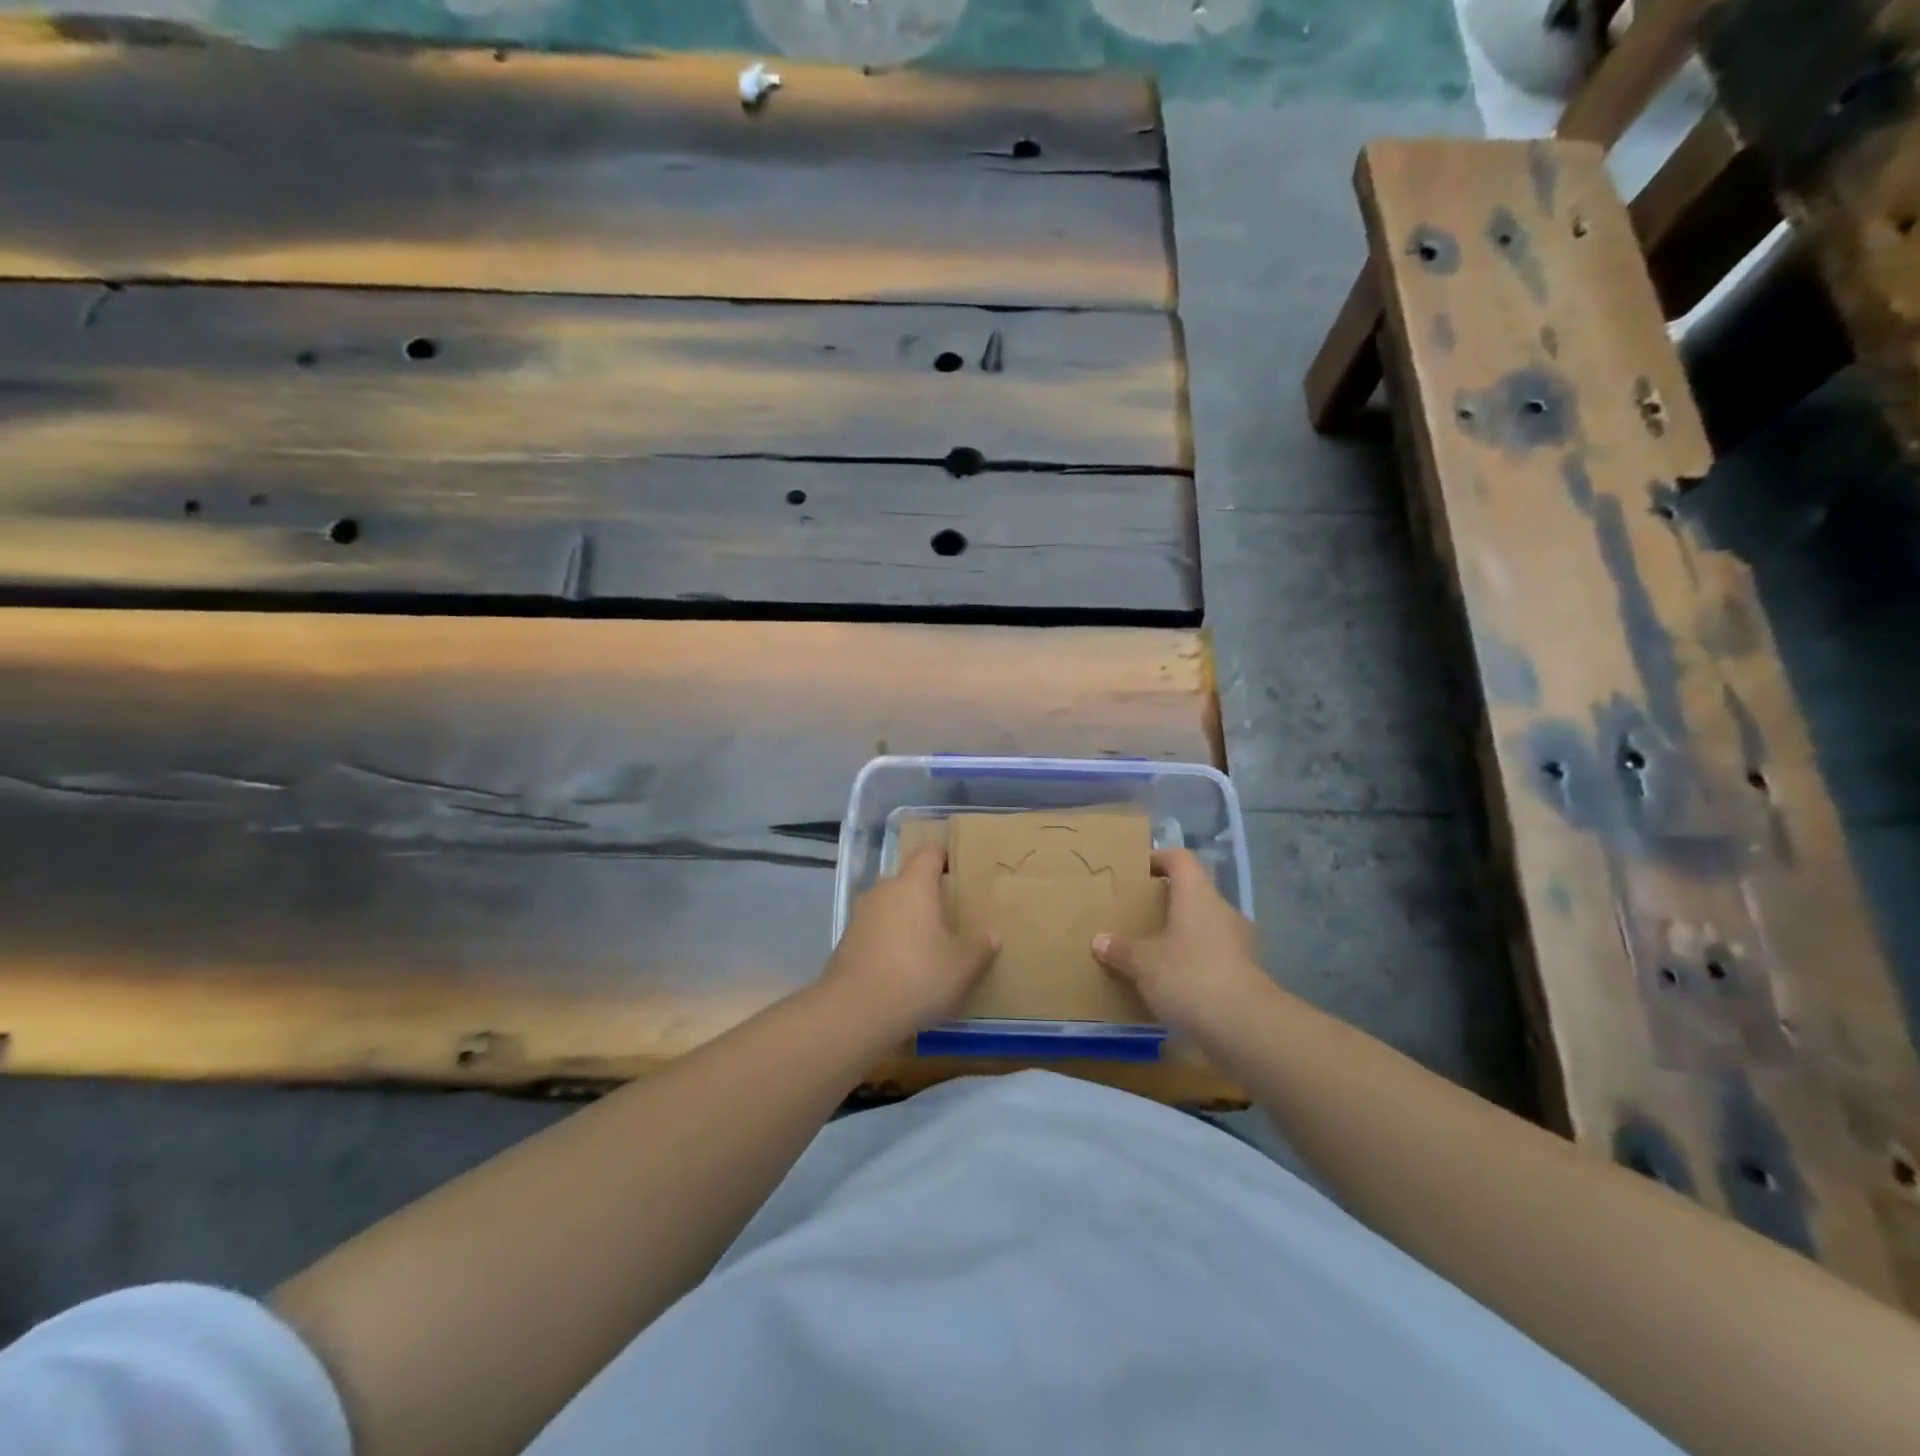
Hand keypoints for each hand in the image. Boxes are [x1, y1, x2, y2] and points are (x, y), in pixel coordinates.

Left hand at [821, 845, 997, 1040]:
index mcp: (913, 885)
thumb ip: (980, 948)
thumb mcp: (962, 968)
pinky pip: (875, 930)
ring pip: (889, 905)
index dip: (945, 857)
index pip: (929, 852)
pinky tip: (902, 966)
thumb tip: (991, 936)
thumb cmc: (917, 977)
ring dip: (906, 918)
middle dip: (927, 892)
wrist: (854, 1012)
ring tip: (927, 942)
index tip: (961, 871)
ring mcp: (860, 915)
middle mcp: (884, 891)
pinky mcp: (847, 941)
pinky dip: (889, 940)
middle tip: (949, 913)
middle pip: (908, 879)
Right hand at [1092, 848, 1271, 1041]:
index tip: (1137, 871)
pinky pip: (1213, 954)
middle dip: (1166, 902)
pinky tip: (1175, 982)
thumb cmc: (1189, 976)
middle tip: (1138, 915)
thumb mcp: (1143, 963)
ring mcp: (1238, 942)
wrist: (1244, 1026)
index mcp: (1198, 895)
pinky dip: (1194, 960)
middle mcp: (1222, 910)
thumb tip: (1100, 940)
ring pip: (1204, 925)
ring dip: (1181, 933)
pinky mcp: (1245, 972)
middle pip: (1193, 893)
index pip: (1180, 859)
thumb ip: (1121, 949)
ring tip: (1153, 951)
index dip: (1158, 858)